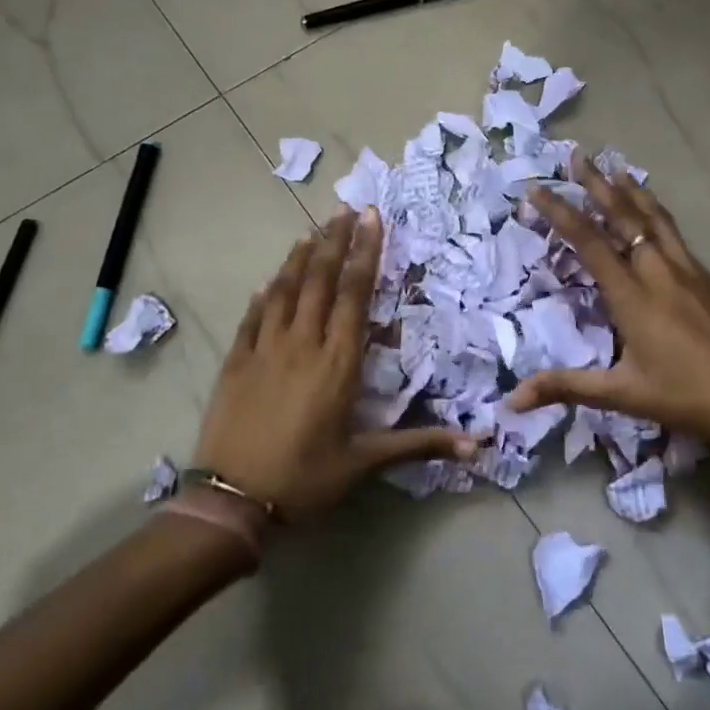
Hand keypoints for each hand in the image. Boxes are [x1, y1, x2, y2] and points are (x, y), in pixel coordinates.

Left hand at [194, 208, 475, 521]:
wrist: (231, 501)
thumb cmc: (305, 479)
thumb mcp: (365, 463)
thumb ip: (419, 445)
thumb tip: (477, 445)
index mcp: (338, 363)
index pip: (355, 295)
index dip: (366, 254)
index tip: (371, 219)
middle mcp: (302, 344)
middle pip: (320, 281)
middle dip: (336, 241)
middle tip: (346, 209)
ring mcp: (264, 349)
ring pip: (284, 291)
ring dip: (300, 258)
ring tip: (313, 230)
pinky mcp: (236, 362)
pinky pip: (252, 317)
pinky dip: (263, 294)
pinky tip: (268, 280)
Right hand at [508, 156, 709, 469]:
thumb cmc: (691, 399)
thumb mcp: (624, 396)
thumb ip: (567, 388)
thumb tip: (512, 399)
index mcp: (634, 296)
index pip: (589, 243)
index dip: (560, 213)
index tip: (537, 188)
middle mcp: (661, 272)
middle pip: (625, 217)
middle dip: (597, 184)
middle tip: (577, 155)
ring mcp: (692, 273)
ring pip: (656, 220)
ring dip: (632, 192)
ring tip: (617, 169)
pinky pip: (676, 235)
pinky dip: (657, 215)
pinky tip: (657, 219)